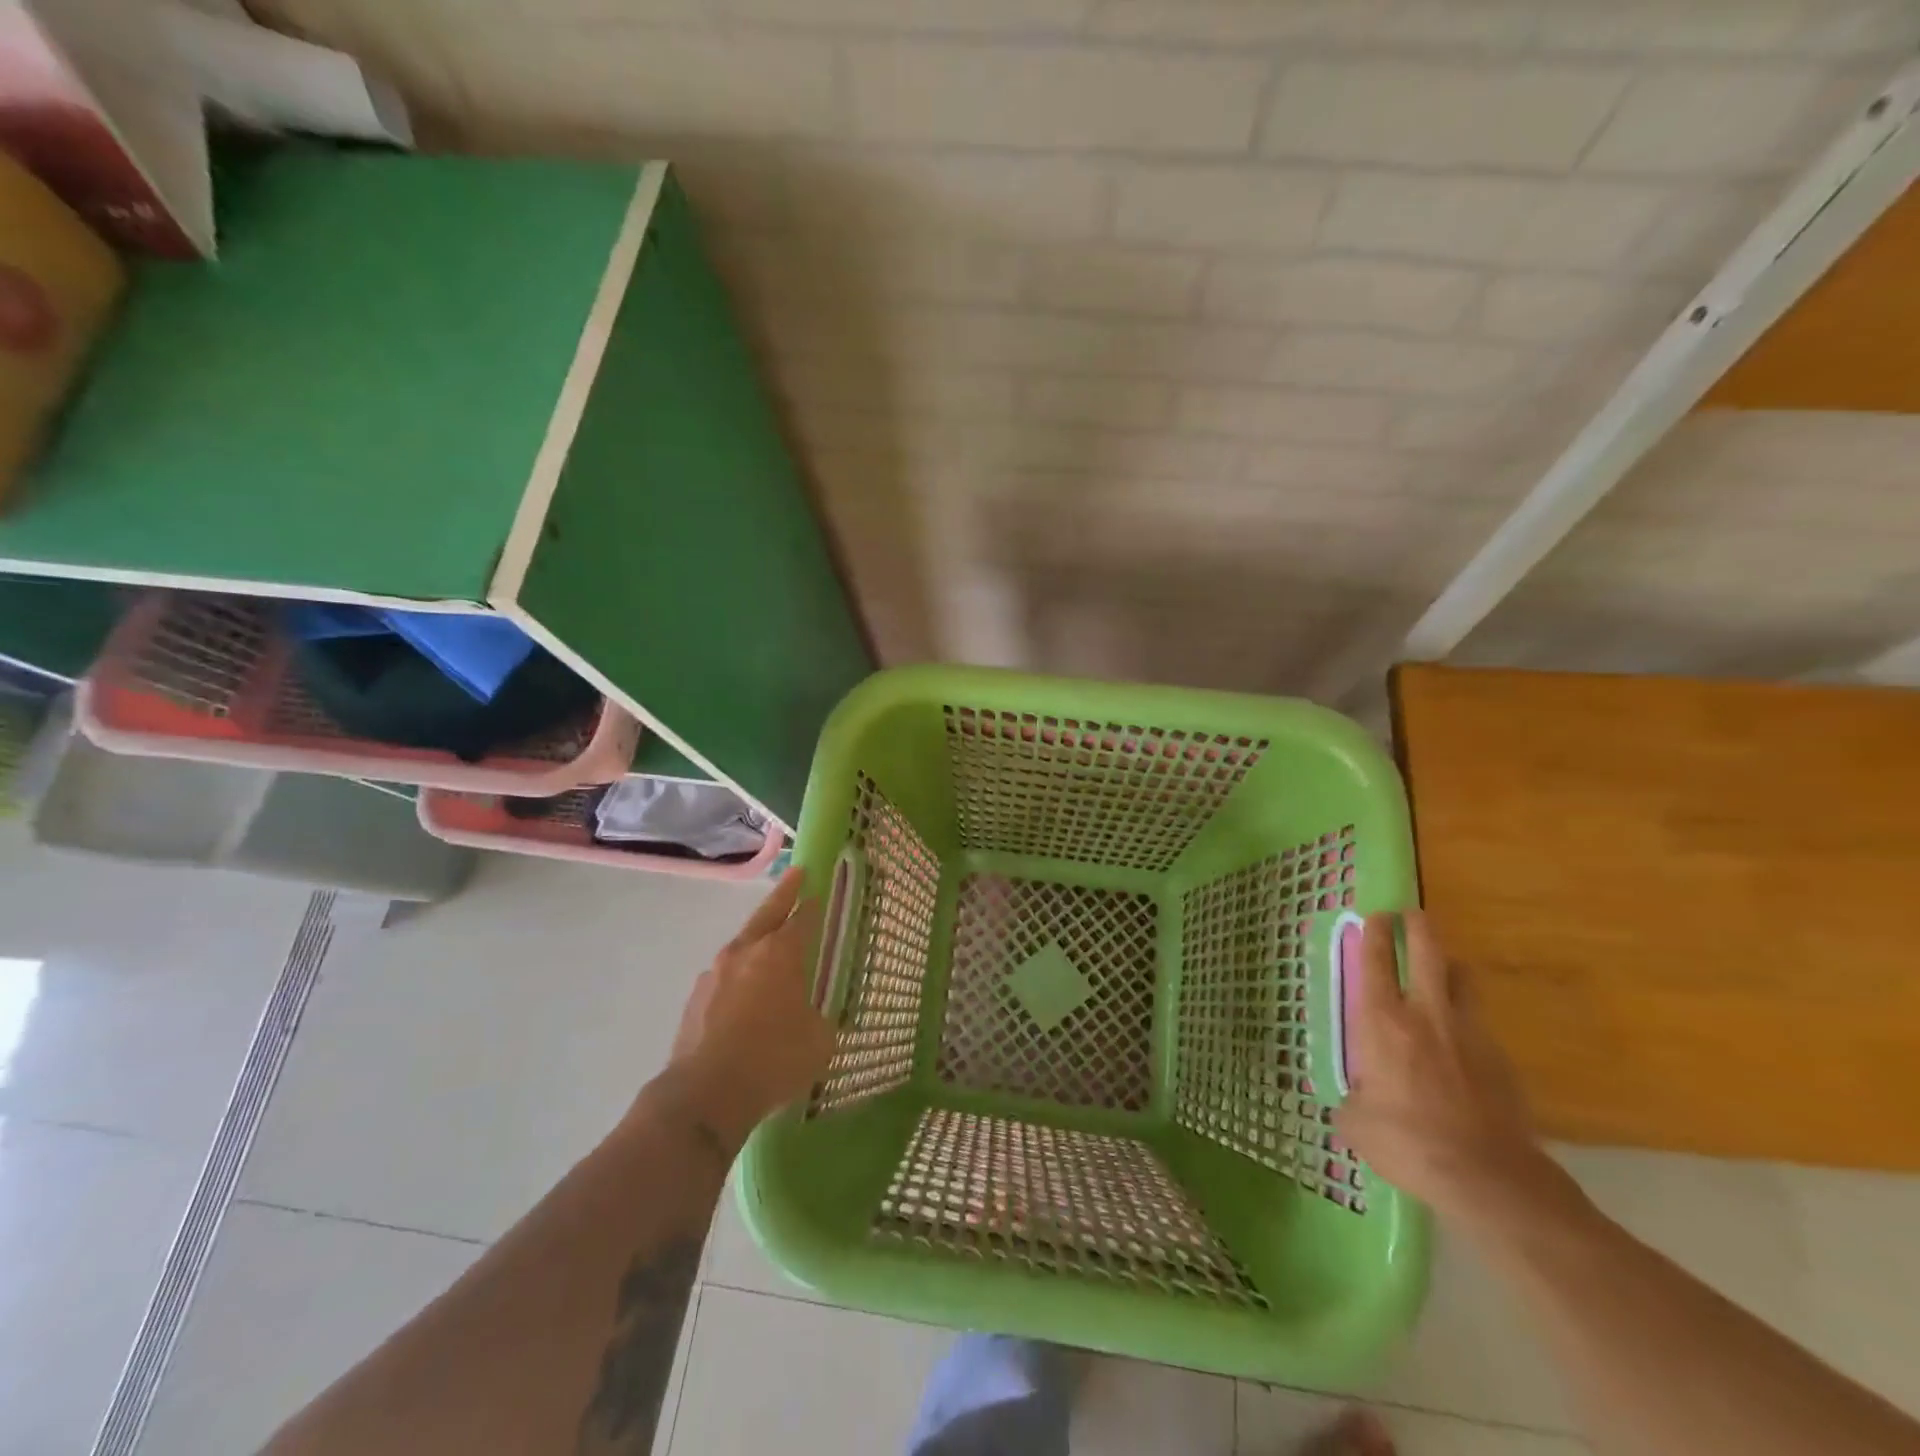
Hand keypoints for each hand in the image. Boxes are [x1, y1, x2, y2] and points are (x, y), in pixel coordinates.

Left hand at [660, 868, 835, 1149]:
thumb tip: (813, 1016)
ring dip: (758, 941)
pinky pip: (725, 978)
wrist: (705, 1095)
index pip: (803, 918)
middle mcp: (746, 952)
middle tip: (796, 874)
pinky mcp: (695, 999)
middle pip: (768, 913)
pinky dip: (739, 978)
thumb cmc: (773, 1060)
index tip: (819, 891)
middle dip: (784, 893)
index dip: (813, 905)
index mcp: (780, 953)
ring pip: (742, 946)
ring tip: (770, 948)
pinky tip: (745, 998)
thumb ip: (819, 1018)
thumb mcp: (819, 1041)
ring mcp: (715, 973)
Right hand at [1335, 910, 1574, 1230]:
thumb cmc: (1408, 1141)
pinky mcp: (1501, 1059)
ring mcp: (1470, 1032)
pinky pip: (1479, 1021)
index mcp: (1382, 1020)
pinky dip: (1466, 1016)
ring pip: (1463, 978)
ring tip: (1440, 968)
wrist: (1489, 1178)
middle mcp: (1426, 1014)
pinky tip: (1459, 1038)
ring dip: (1449, 966)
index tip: (1375, 916)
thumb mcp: (1357, 1122)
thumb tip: (1355, 1100)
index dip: (1376, 932)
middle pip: (1429, 951)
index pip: (1378, 960)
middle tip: (1411, 916)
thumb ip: (1352, 1100)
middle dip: (1418, 926)